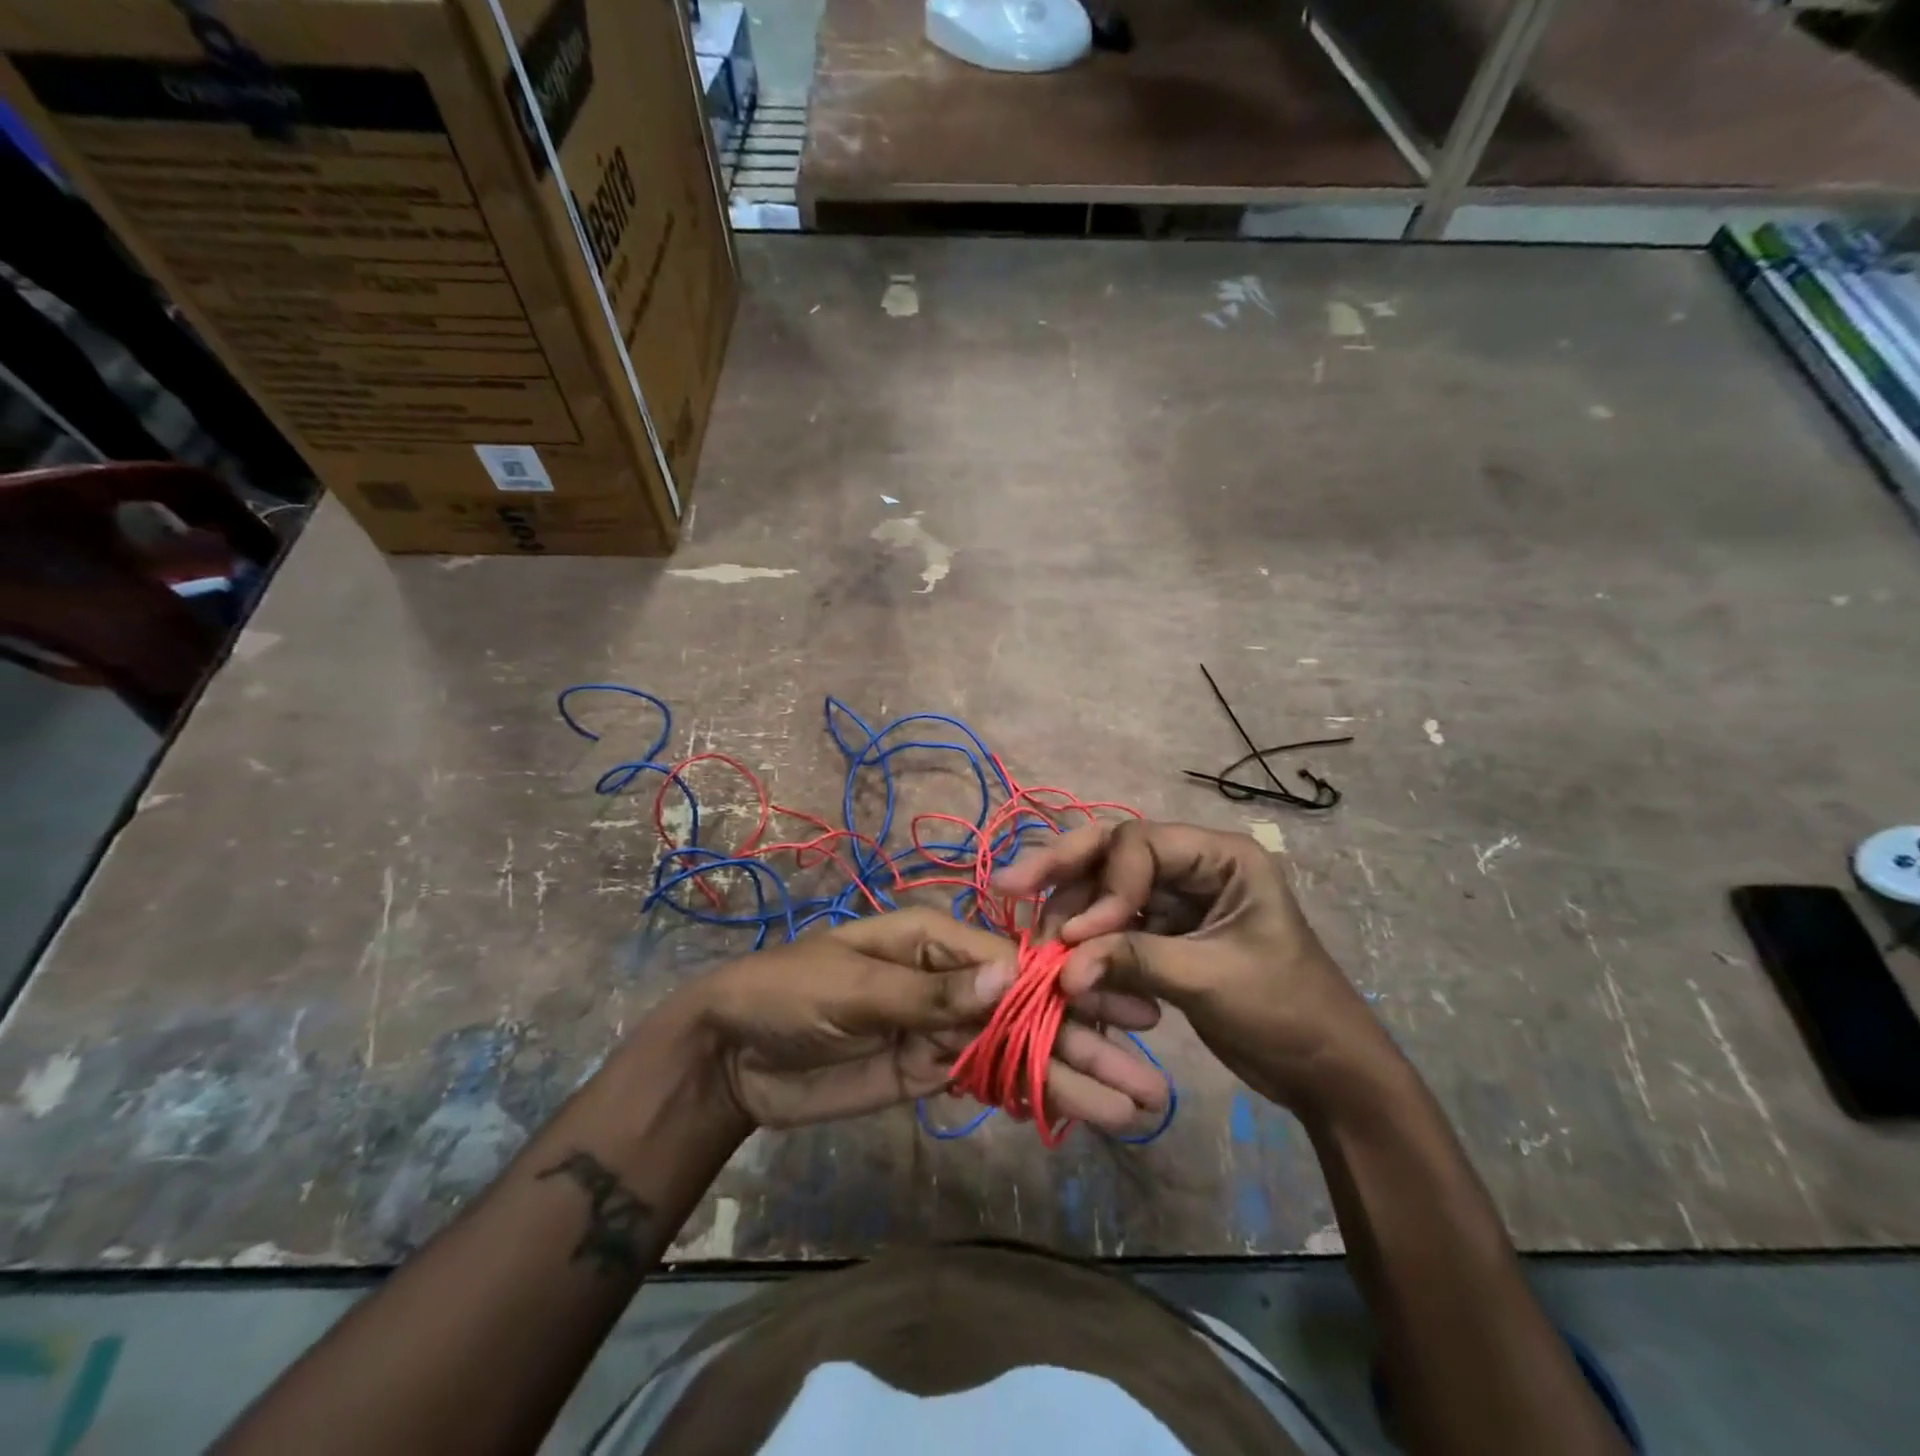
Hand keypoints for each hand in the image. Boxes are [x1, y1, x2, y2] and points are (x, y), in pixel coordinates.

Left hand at [672, 908, 1170, 1131]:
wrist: (732, 1055)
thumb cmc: (789, 994)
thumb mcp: (855, 987)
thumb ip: (932, 992)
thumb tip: (1014, 977)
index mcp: (937, 939)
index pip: (1017, 963)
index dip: (1070, 989)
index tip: (1126, 1013)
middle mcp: (950, 979)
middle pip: (1028, 1010)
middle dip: (1086, 1041)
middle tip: (1149, 1081)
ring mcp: (943, 1027)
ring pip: (1016, 1050)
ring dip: (1069, 1077)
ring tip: (1129, 1109)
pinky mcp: (929, 1069)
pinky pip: (988, 1079)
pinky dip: (1029, 1096)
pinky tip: (1074, 1113)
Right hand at [995, 821, 1389, 1109]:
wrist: (1325, 1073)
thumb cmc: (1286, 1012)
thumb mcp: (1210, 979)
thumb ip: (1134, 961)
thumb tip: (1061, 969)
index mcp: (1221, 856)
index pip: (1140, 845)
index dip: (1105, 886)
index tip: (1079, 936)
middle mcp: (1193, 864)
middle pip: (1113, 851)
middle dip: (1062, 868)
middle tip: (1009, 885)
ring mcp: (1176, 898)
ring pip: (1106, 886)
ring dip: (1071, 911)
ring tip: (1038, 942)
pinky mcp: (1164, 932)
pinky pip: (1113, 924)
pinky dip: (1087, 940)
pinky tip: (1060, 958)